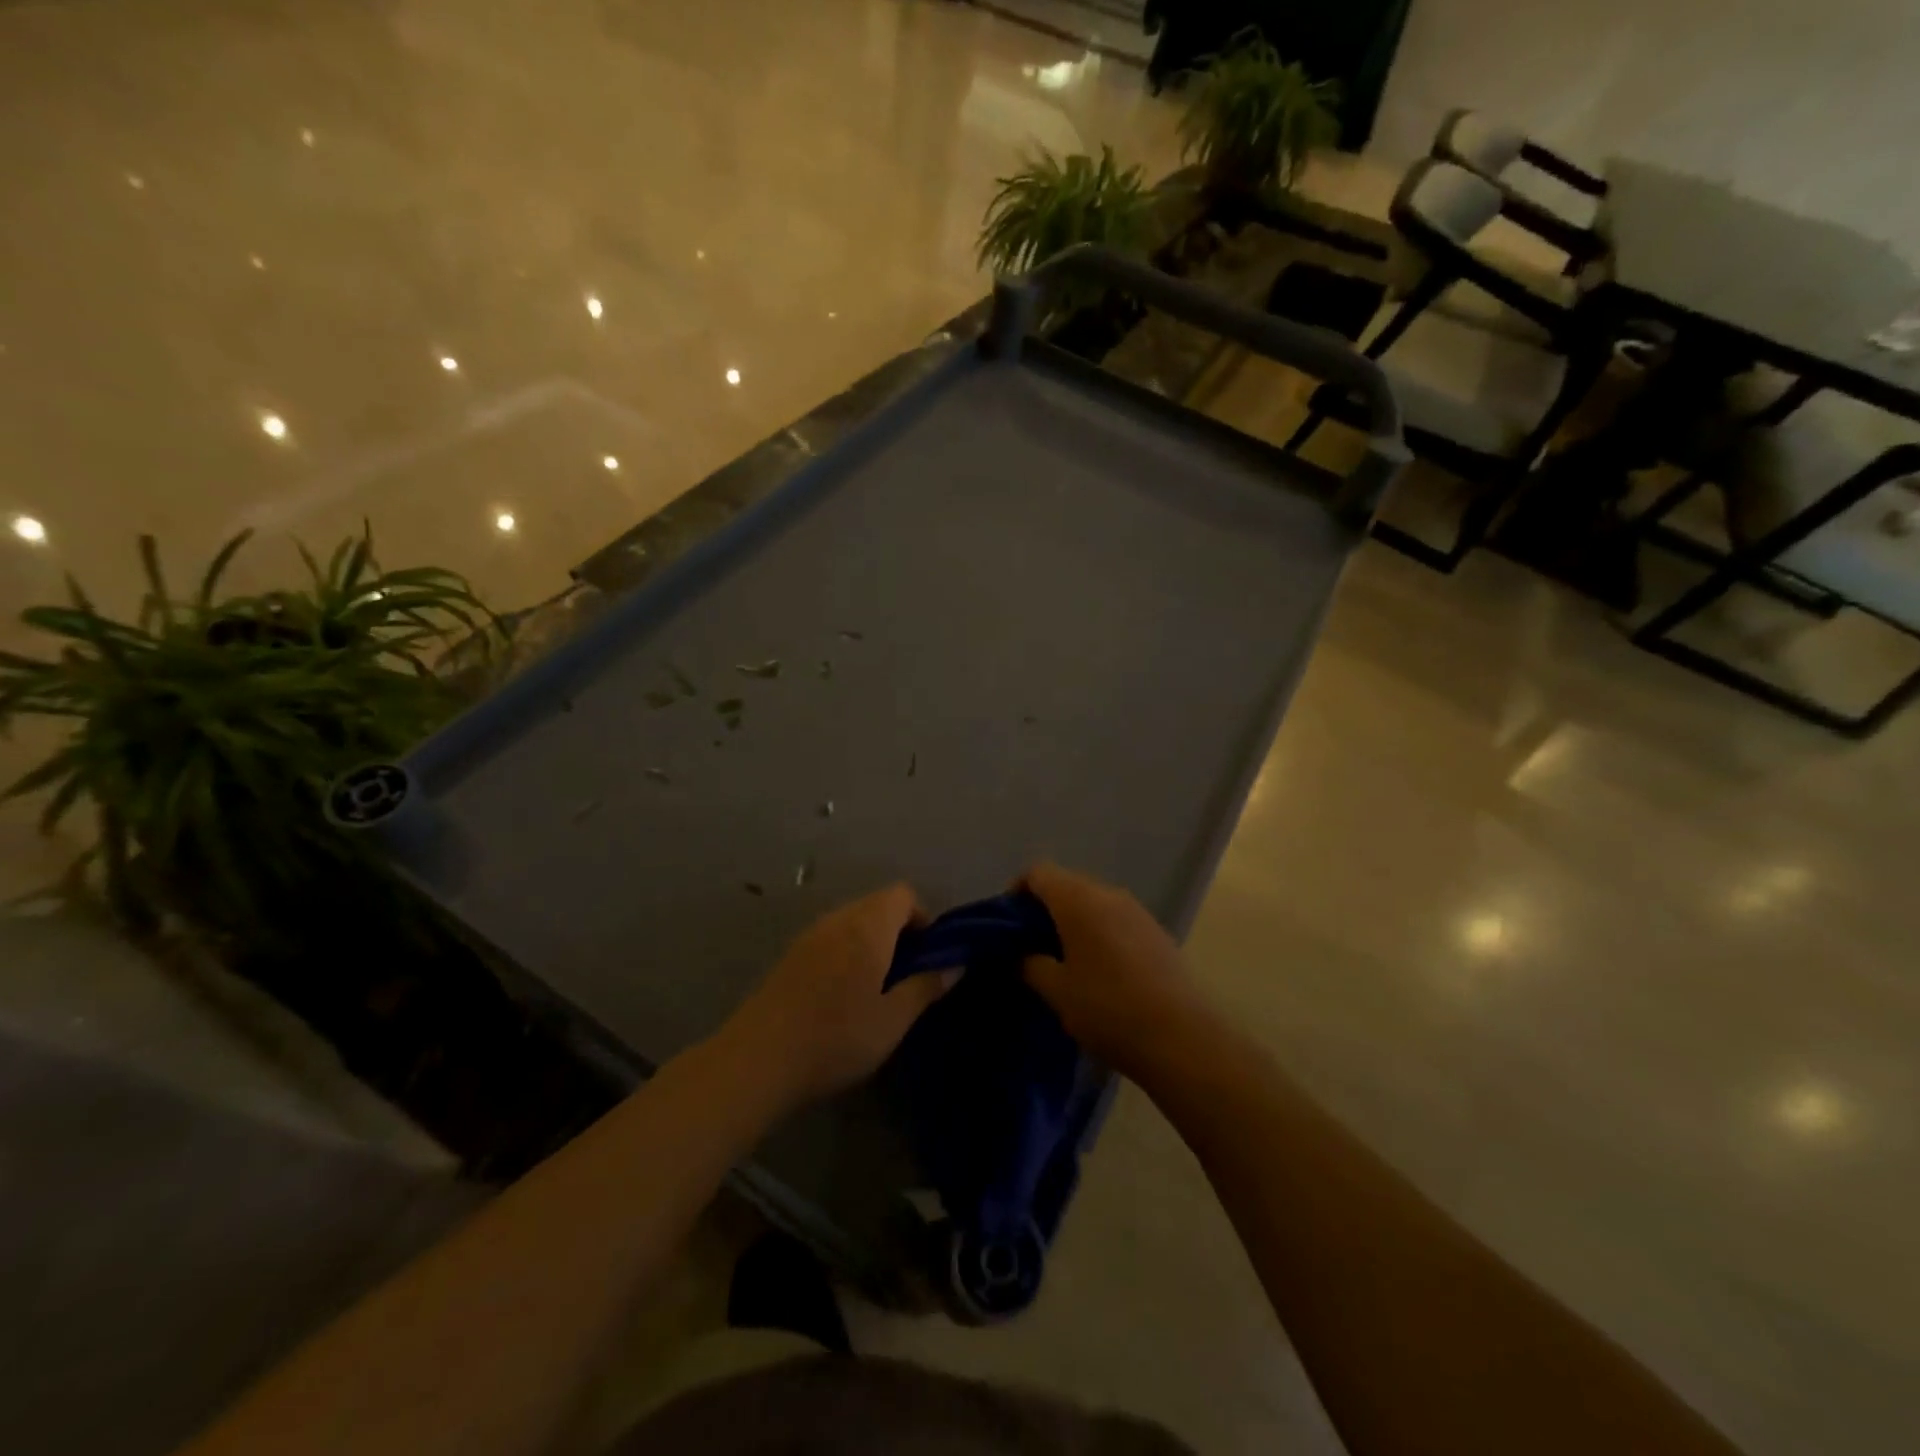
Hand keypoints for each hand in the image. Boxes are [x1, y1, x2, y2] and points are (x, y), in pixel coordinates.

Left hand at [723, 884, 955, 1108]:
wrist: (758, 1059)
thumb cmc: (836, 1037)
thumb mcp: (893, 1020)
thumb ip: (925, 986)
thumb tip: (955, 964)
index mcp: (868, 926)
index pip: (903, 894)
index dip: (922, 918)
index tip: (928, 956)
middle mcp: (838, 919)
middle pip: (877, 904)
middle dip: (899, 931)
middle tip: (906, 976)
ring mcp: (809, 935)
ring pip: (852, 921)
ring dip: (871, 942)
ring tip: (876, 988)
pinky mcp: (789, 955)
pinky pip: (830, 937)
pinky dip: (846, 952)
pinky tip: (842, 995)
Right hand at [1020, 862, 1205, 1078]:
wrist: (1180, 1037)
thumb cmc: (1107, 1008)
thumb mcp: (1056, 990)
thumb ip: (1029, 964)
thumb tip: (1020, 954)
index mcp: (1078, 899)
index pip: (1038, 873)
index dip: (1017, 891)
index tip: (1007, 924)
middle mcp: (1108, 893)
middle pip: (1066, 884)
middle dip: (1044, 908)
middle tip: (1030, 945)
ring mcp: (1137, 911)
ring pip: (1093, 902)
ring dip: (1073, 922)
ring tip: (1063, 960)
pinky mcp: (1156, 932)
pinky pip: (1116, 919)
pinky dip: (1099, 933)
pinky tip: (1098, 970)